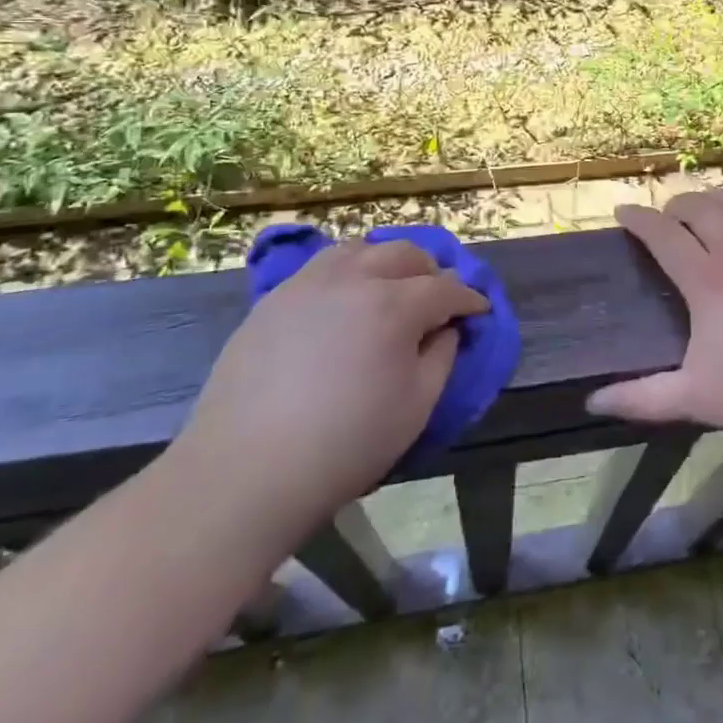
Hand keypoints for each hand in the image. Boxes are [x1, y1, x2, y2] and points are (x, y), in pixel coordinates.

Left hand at [169, 240, 487, 551]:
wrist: (244, 472)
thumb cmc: (344, 445)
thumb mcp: (416, 407)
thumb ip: (441, 357)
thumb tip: (445, 329)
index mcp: (394, 304)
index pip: (446, 288)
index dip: (469, 299)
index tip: (478, 312)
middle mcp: (354, 279)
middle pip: (405, 254)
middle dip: (431, 272)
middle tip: (438, 299)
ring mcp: (309, 284)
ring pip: (361, 249)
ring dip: (387, 262)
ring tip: (391, 289)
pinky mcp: (275, 299)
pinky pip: (322, 266)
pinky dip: (348, 270)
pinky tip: (346, 299)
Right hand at [587, 180, 722, 442]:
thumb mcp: (695, 399)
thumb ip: (641, 398)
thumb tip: (593, 403)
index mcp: (707, 282)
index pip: (663, 235)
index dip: (639, 219)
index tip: (622, 213)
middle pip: (701, 208)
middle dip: (676, 205)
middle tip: (667, 217)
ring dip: (714, 197)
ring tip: (704, 206)